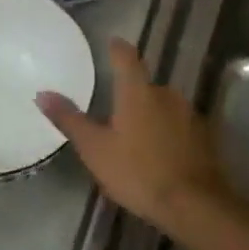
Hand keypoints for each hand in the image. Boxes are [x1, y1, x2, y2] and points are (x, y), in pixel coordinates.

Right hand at [36, 38, 233, 232]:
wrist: (195, 206)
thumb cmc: (138, 172)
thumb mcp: (95, 149)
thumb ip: (69, 119)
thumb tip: (42, 93)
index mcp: (138, 92)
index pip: (126, 57)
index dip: (117, 48)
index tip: (111, 44)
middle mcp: (167, 94)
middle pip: (145, 85)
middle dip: (132, 95)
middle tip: (115, 113)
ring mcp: (190, 115)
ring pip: (164, 106)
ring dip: (151, 116)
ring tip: (136, 138)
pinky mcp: (206, 137)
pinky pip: (181, 127)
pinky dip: (169, 134)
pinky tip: (161, 154)